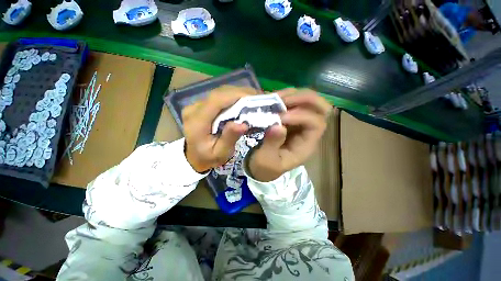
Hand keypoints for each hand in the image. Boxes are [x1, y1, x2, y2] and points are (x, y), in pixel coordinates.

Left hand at [182, 86, 257, 172]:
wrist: (194, 157)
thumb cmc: (208, 157)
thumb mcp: (220, 153)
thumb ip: (229, 138)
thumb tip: (243, 124)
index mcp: (197, 121)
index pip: (216, 100)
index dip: (236, 95)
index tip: (254, 97)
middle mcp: (194, 109)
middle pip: (219, 94)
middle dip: (240, 93)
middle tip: (258, 98)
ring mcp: (196, 105)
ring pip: (220, 93)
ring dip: (238, 94)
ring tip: (253, 99)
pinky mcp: (201, 105)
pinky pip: (219, 97)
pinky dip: (233, 97)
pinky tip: (243, 101)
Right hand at [248, 89, 331, 181]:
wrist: (261, 167)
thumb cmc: (265, 167)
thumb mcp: (267, 161)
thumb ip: (272, 145)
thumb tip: (278, 126)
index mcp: (306, 145)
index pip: (316, 124)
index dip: (301, 116)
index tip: (280, 118)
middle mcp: (307, 132)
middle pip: (321, 109)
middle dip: (305, 99)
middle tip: (284, 100)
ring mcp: (298, 123)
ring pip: (308, 101)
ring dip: (295, 95)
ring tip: (276, 98)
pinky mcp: (288, 119)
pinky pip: (294, 102)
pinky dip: (286, 96)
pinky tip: (274, 98)